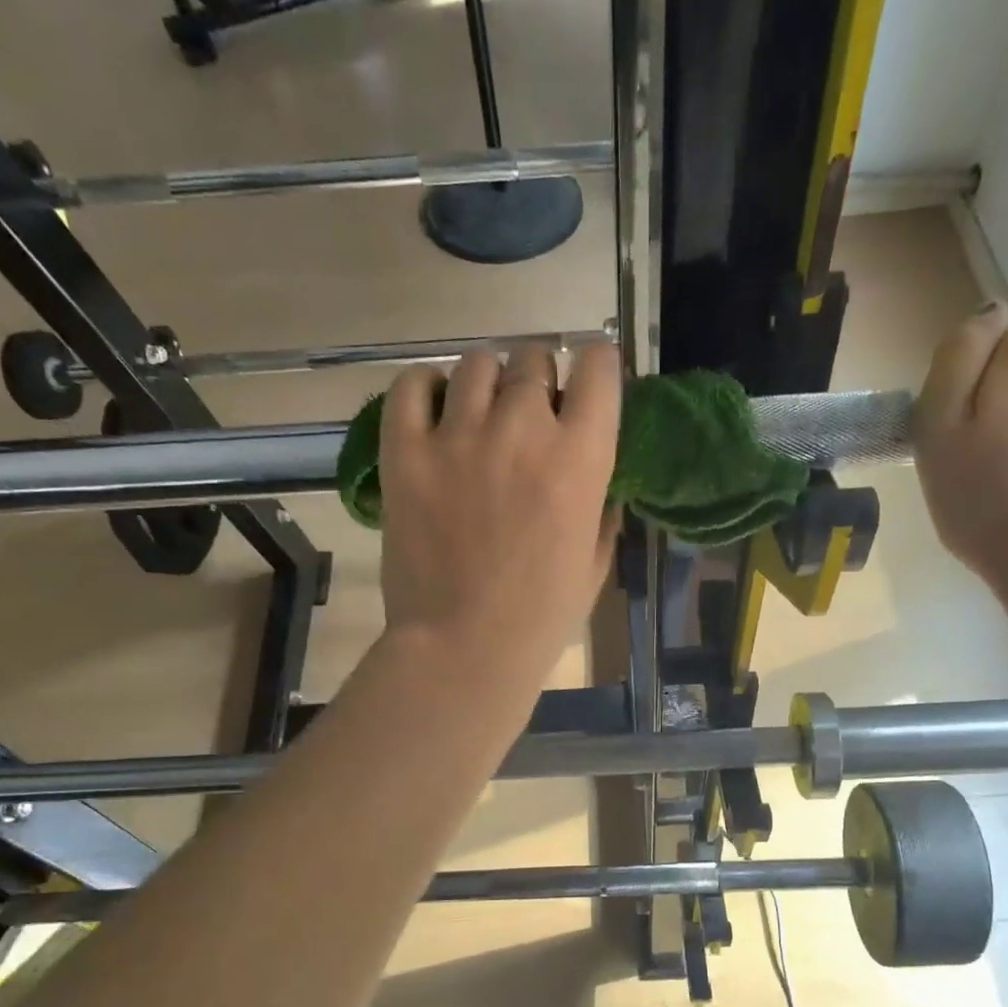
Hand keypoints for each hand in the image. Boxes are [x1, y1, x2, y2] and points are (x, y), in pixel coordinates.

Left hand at [378, 342, 621, 683]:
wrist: (463, 649)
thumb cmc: (541, 616)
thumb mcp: (596, 562)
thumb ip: (602, 506)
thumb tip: (597, 475)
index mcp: (580, 459)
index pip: (599, 366)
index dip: (597, 366)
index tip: (589, 384)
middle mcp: (522, 430)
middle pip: (534, 357)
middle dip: (539, 379)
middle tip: (529, 415)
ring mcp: (458, 437)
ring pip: (477, 364)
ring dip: (487, 382)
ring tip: (479, 415)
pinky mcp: (405, 452)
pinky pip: (411, 386)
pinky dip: (425, 389)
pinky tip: (434, 411)